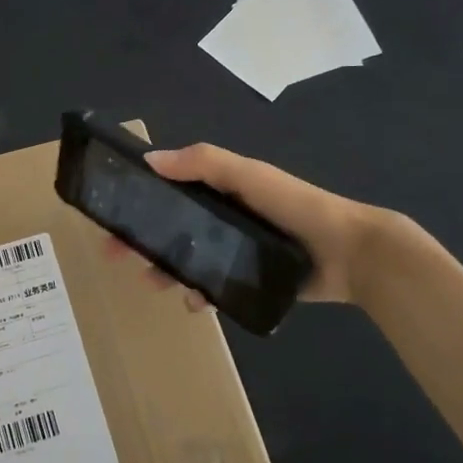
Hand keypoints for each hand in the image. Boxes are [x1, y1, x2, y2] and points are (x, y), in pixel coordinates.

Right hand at [113, 143, 387, 304]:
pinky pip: (214, 288)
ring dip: (166, 270)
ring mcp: (236, 252)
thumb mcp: (248, 176)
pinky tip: (196, 304)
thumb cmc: (295, 206)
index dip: (141, 200)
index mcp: (222, 190)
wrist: (350, 253)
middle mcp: (224, 219)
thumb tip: (150, 158)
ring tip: (154, 283)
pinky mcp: (249, 281)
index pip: (171, 191)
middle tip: (117, 256)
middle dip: (143, 240)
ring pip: (189, 261)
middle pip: (173, 229)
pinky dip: (199, 295)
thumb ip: (203, 163)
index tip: (112, 214)